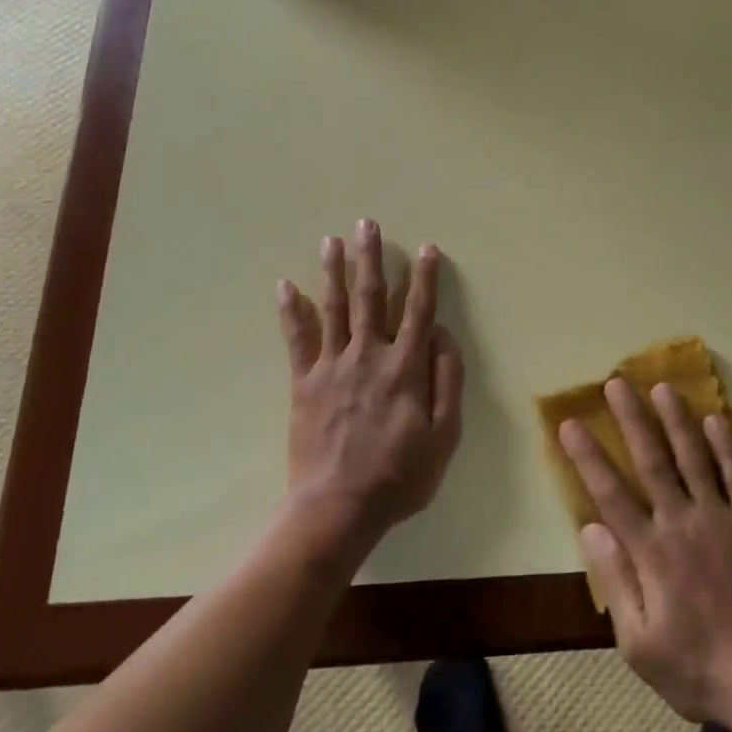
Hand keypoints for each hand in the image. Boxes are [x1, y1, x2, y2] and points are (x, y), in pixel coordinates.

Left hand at [278, 219, 464, 549]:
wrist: (338, 507)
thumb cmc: (400, 475)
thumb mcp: (444, 435)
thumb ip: (447, 381)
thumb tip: (443, 336)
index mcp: (405, 367)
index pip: (418, 311)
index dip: (424, 278)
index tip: (426, 249)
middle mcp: (368, 356)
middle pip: (370, 297)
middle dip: (371, 258)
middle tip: (367, 224)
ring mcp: (332, 367)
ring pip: (333, 308)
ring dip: (333, 271)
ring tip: (332, 240)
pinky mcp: (304, 384)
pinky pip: (296, 340)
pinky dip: (290, 311)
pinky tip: (284, 286)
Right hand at [560, 380, 731, 724]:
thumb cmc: (697, 668)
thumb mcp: (639, 643)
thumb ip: (615, 581)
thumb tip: (590, 527)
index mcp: (650, 552)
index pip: (610, 493)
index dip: (588, 456)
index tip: (570, 422)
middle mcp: (682, 523)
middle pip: (652, 461)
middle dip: (632, 419)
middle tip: (617, 382)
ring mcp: (721, 518)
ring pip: (694, 458)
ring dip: (677, 420)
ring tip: (663, 387)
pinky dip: (726, 446)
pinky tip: (716, 419)